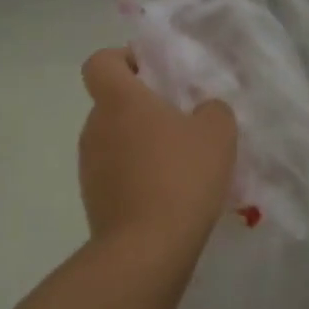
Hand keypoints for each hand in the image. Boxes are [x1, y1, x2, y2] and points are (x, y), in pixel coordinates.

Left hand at [78, 47, 236, 251]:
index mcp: (119, 101)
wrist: (147, 248)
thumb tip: (202, 111)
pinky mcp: (94, 200)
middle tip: (183, 122)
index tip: (155, 74)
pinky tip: (170, 195)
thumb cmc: (182, 176)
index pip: (101, 62)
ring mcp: (90, 166)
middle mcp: (95, 127)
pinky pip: (117, 174)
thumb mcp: (218, 132)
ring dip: (142, 145)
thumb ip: (213, 110)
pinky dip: (138, 177)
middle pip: (113, 103)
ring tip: (181, 165)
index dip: (125, 60)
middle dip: (144, 108)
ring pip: (116, 140)